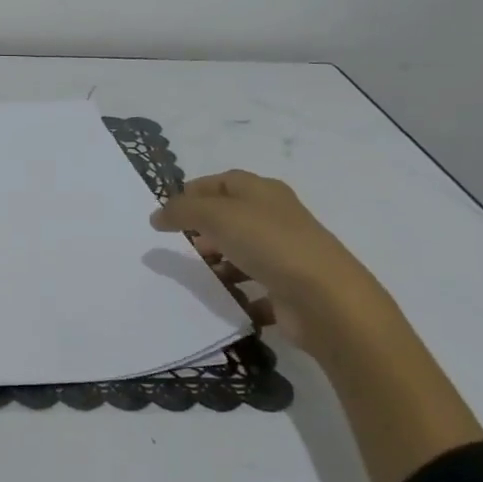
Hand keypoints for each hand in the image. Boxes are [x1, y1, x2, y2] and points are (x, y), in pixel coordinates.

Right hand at [150, 170, 398, 354]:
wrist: (325, 300)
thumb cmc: (269, 244)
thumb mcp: (216, 215)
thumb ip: (182, 211)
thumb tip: (157, 215)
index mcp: (263, 191)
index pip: (222, 181)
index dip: (193, 191)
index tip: (166, 211)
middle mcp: (276, 217)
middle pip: (232, 216)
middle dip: (203, 228)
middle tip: (180, 244)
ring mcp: (286, 254)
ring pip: (243, 251)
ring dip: (219, 263)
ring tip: (200, 275)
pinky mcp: (289, 288)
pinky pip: (256, 287)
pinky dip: (239, 293)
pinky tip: (224, 300)